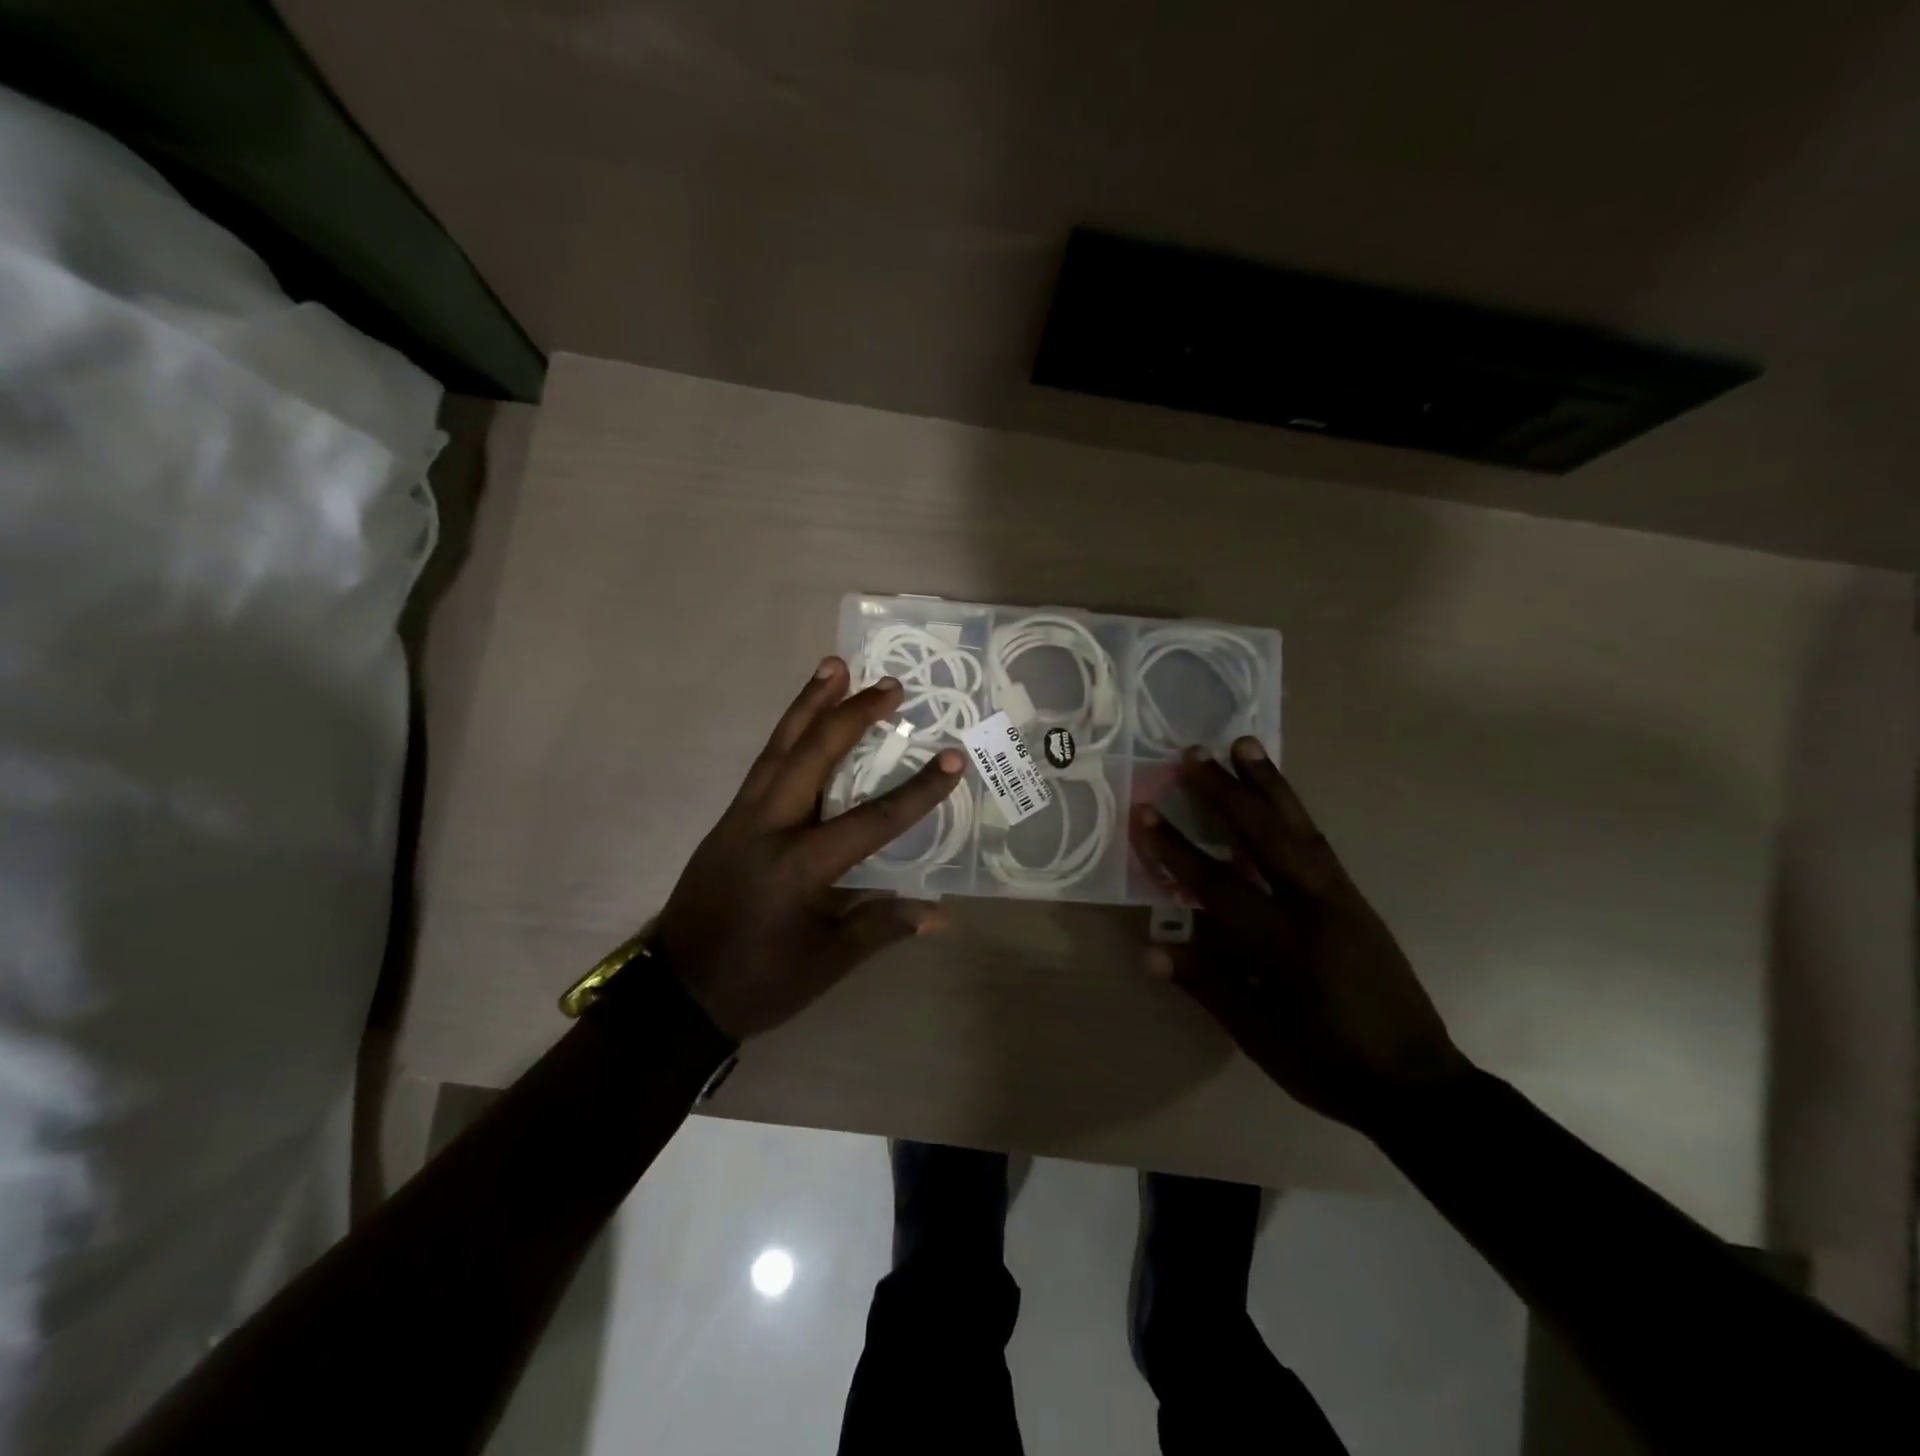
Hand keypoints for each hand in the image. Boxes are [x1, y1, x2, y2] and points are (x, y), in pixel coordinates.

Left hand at [656, 657, 962, 1039]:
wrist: (677, 990)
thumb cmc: (758, 981)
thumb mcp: (826, 963)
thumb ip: (881, 927)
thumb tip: (940, 914)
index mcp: (798, 866)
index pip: (871, 820)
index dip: (917, 791)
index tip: (952, 759)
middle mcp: (768, 827)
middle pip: (813, 756)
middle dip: (852, 716)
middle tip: (889, 686)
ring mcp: (742, 817)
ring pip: (779, 747)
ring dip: (809, 705)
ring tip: (833, 667)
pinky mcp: (729, 819)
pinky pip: (764, 763)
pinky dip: (787, 733)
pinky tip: (802, 720)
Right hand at [1128, 738, 1471, 1135]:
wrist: (1417, 1083)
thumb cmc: (1327, 1065)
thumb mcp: (1258, 1036)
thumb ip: (1206, 985)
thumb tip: (1150, 950)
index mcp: (1286, 946)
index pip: (1217, 885)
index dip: (1175, 849)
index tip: (1144, 813)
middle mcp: (1317, 908)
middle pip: (1264, 836)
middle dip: (1223, 793)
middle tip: (1192, 755)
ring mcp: (1342, 898)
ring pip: (1299, 827)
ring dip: (1267, 783)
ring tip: (1243, 744)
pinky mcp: (1356, 898)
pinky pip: (1317, 842)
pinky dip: (1291, 810)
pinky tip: (1275, 796)